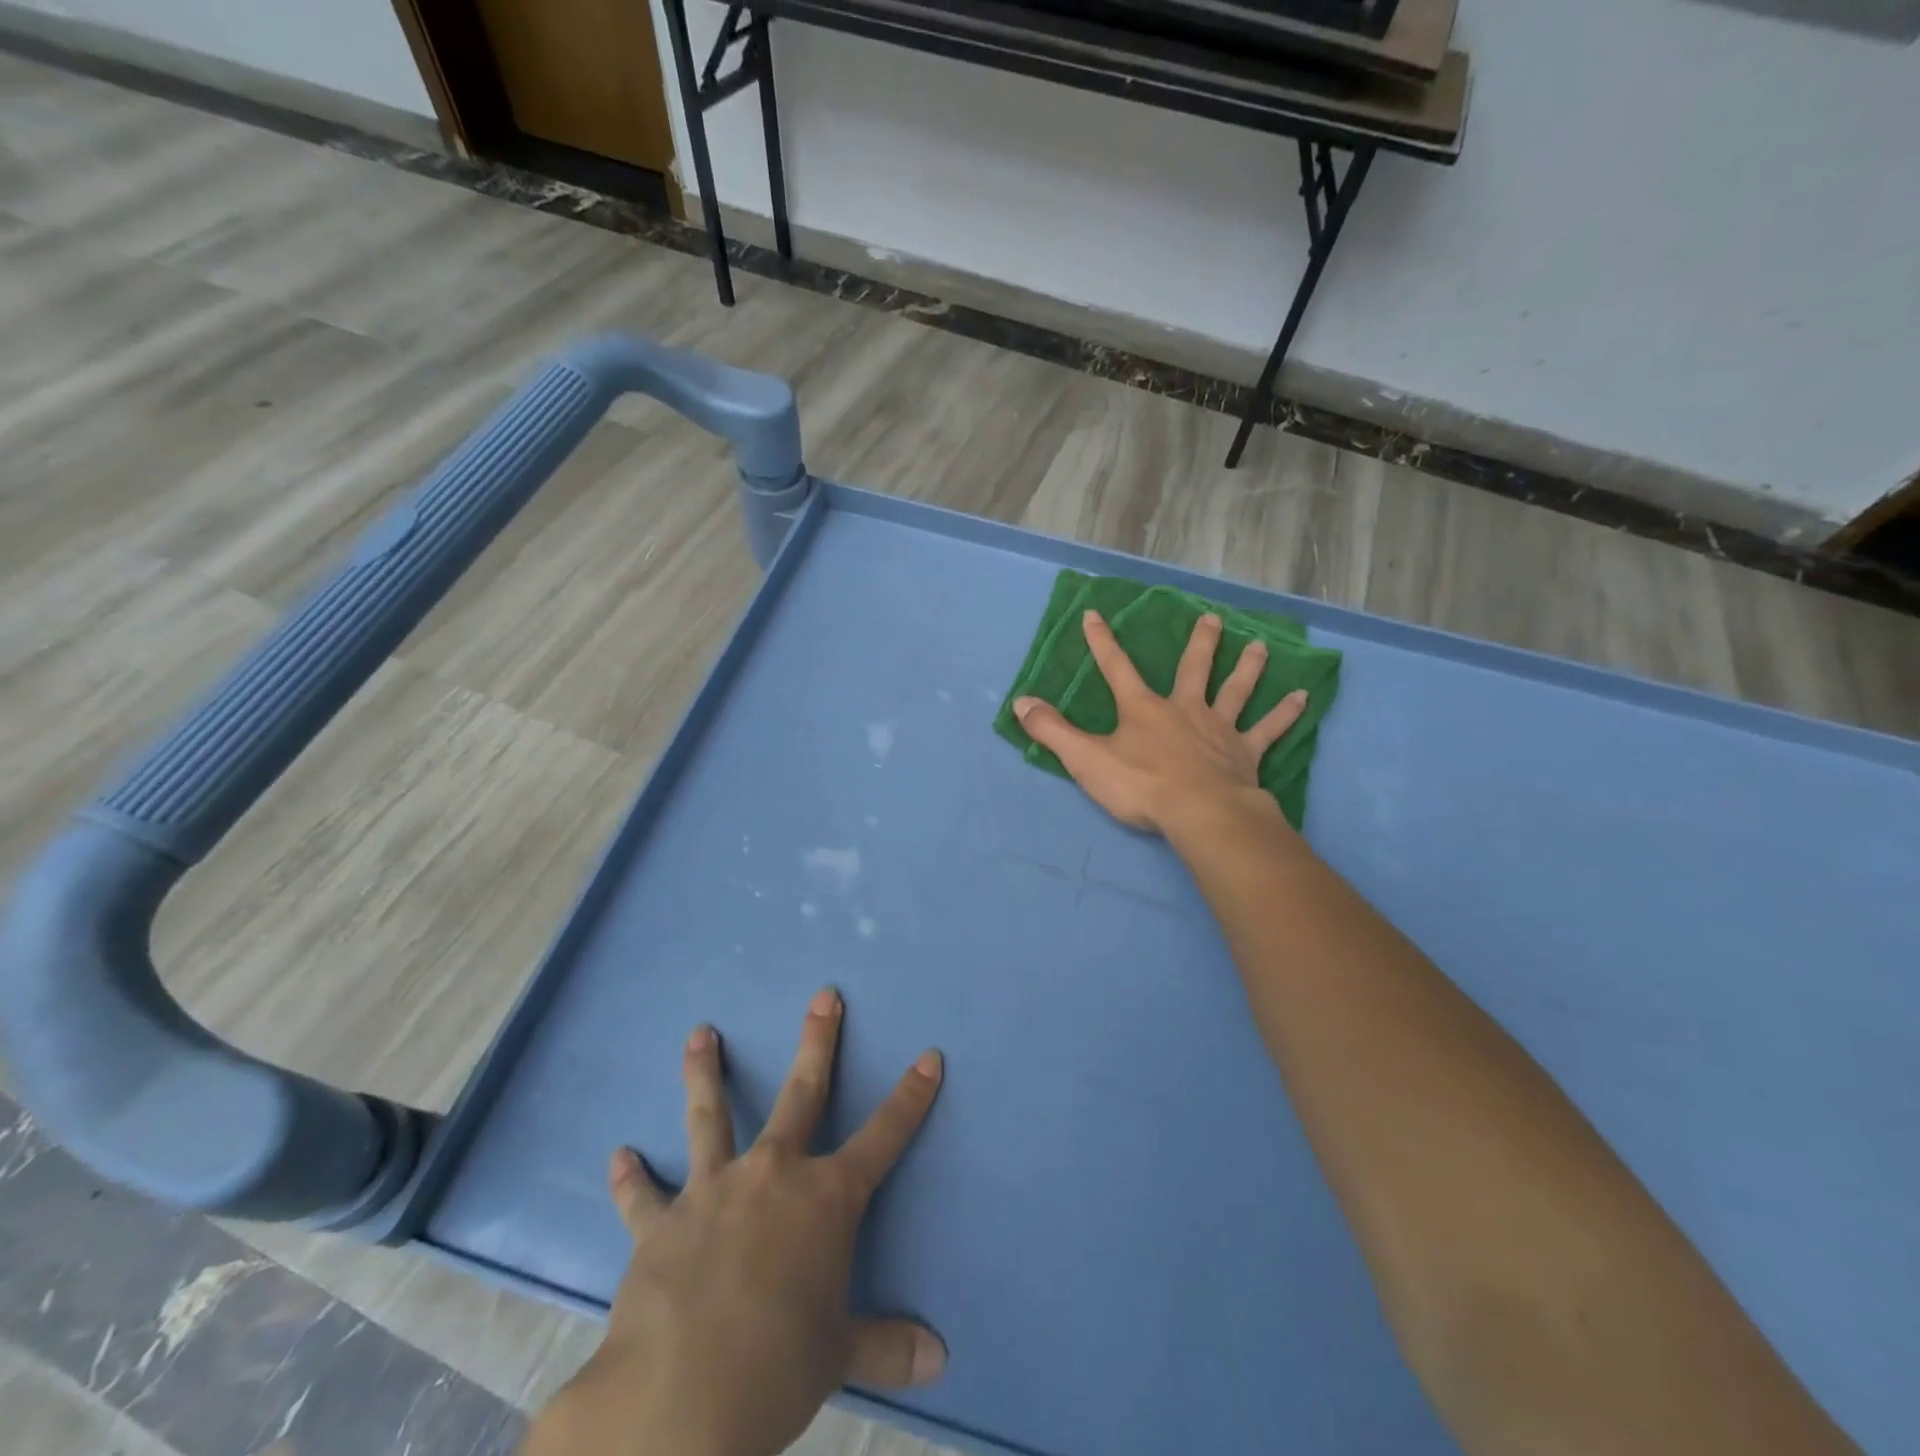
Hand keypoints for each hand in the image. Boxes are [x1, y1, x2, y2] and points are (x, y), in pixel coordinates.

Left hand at [530, 989, 944, 1455]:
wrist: (680, 1397)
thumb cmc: (777, 1367)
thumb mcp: (840, 1356)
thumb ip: (886, 1347)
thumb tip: (940, 1362)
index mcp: (826, 1200)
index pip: (884, 1137)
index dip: (910, 1097)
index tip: (929, 1057)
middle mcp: (773, 1175)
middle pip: (802, 1094)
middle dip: (818, 1042)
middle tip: (824, 996)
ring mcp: (714, 1190)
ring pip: (711, 1117)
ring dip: (705, 1073)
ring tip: (699, 1033)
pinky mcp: (661, 1223)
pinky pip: (644, 1196)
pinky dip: (631, 1178)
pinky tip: (618, 1157)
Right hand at [1013, 609, 1307, 834]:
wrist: (1200, 813)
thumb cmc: (1141, 786)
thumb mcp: (1085, 759)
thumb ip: (1052, 731)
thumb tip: (1020, 702)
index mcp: (1143, 709)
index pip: (1116, 667)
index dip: (1102, 641)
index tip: (1095, 614)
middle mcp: (1184, 709)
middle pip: (1194, 668)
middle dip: (1200, 643)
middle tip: (1212, 618)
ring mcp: (1219, 729)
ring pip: (1236, 690)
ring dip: (1247, 667)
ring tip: (1259, 646)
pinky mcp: (1246, 753)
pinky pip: (1269, 730)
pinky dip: (1285, 714)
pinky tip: (1303, 697)